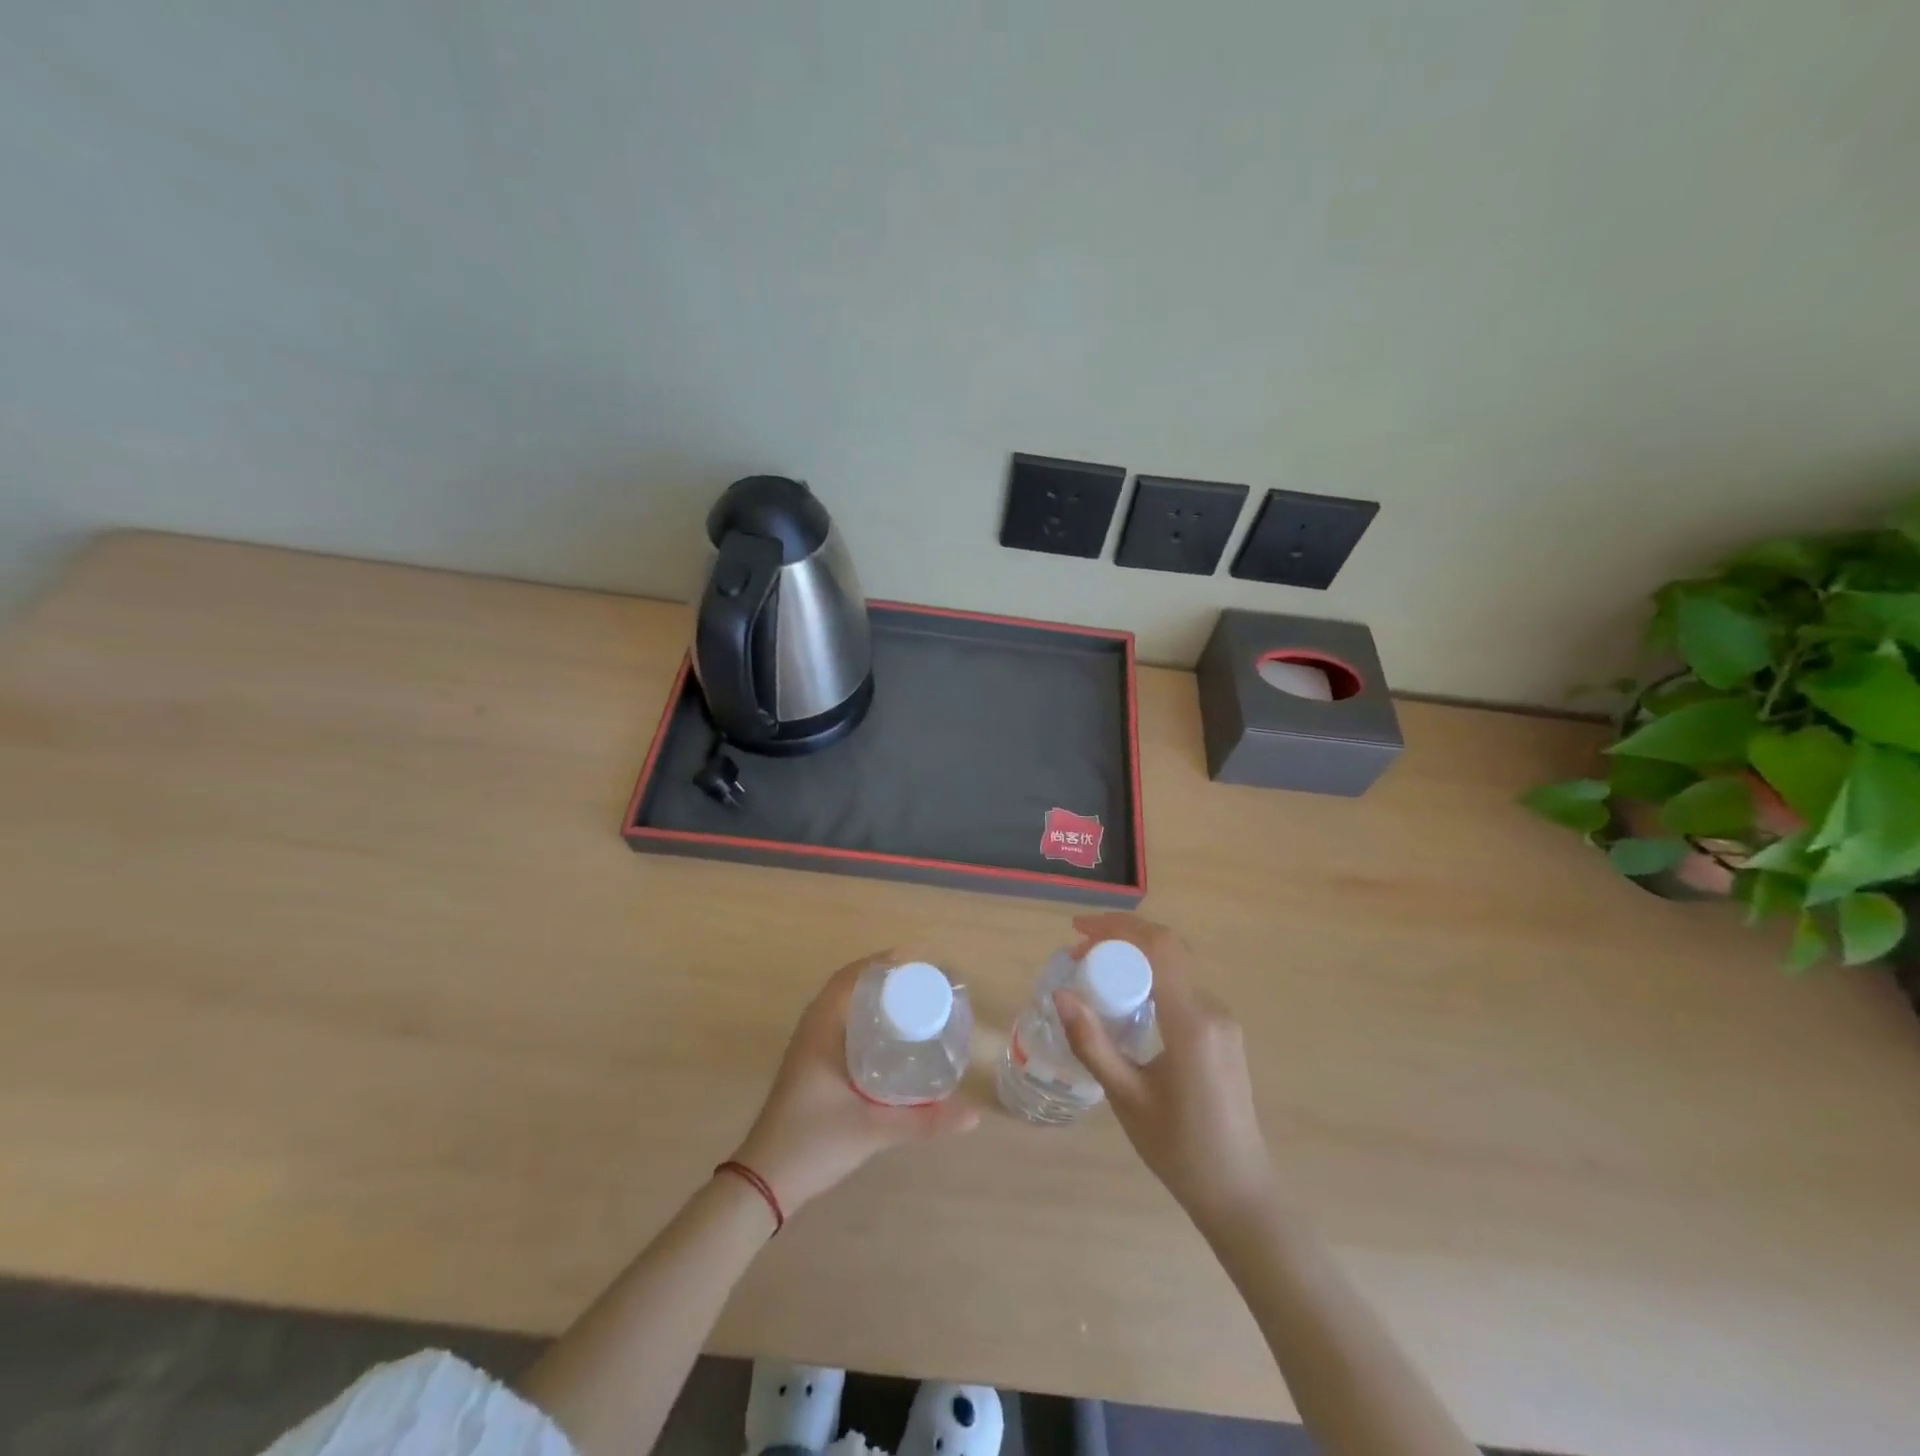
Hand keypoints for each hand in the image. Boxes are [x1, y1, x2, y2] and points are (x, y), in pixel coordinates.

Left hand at [731, 950, 978, 1215]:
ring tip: (909, 1002)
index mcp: (820, 1030)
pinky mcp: (808, 1066)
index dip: (880, 964)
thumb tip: (974, 1115)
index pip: (849, 978)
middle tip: (920, 983)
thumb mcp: (873, 1130)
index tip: (914, 962)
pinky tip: (885, 1037)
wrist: (764, 1181)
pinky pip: (837, 1025)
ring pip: (840, 1007)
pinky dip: (861, 1018)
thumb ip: (924, 1121)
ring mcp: (806, 1049)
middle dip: (881, 979)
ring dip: (869, 998)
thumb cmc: (814, 1143)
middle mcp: (811, 1030)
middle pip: (846, 987)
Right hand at [1054, 913, 1275, 1227]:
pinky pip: (1181, 990)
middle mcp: (1213, 1011)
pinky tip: (1123, 1004)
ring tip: (1092, 978)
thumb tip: (1060, 994)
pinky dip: (1149, 981)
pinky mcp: (1223, 1033)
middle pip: (1165, 951)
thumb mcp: (1126, 1097)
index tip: (1077, 930)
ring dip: (1132, 961)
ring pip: (1173, 969)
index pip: (1158, 947)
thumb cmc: (1178, 1150)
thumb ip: (1092, 1043)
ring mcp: (1222, 1021)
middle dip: (1118, 940)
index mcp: (1192, 1023)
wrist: (1239, 1192)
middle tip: (1077, 956)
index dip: (1117, 926)